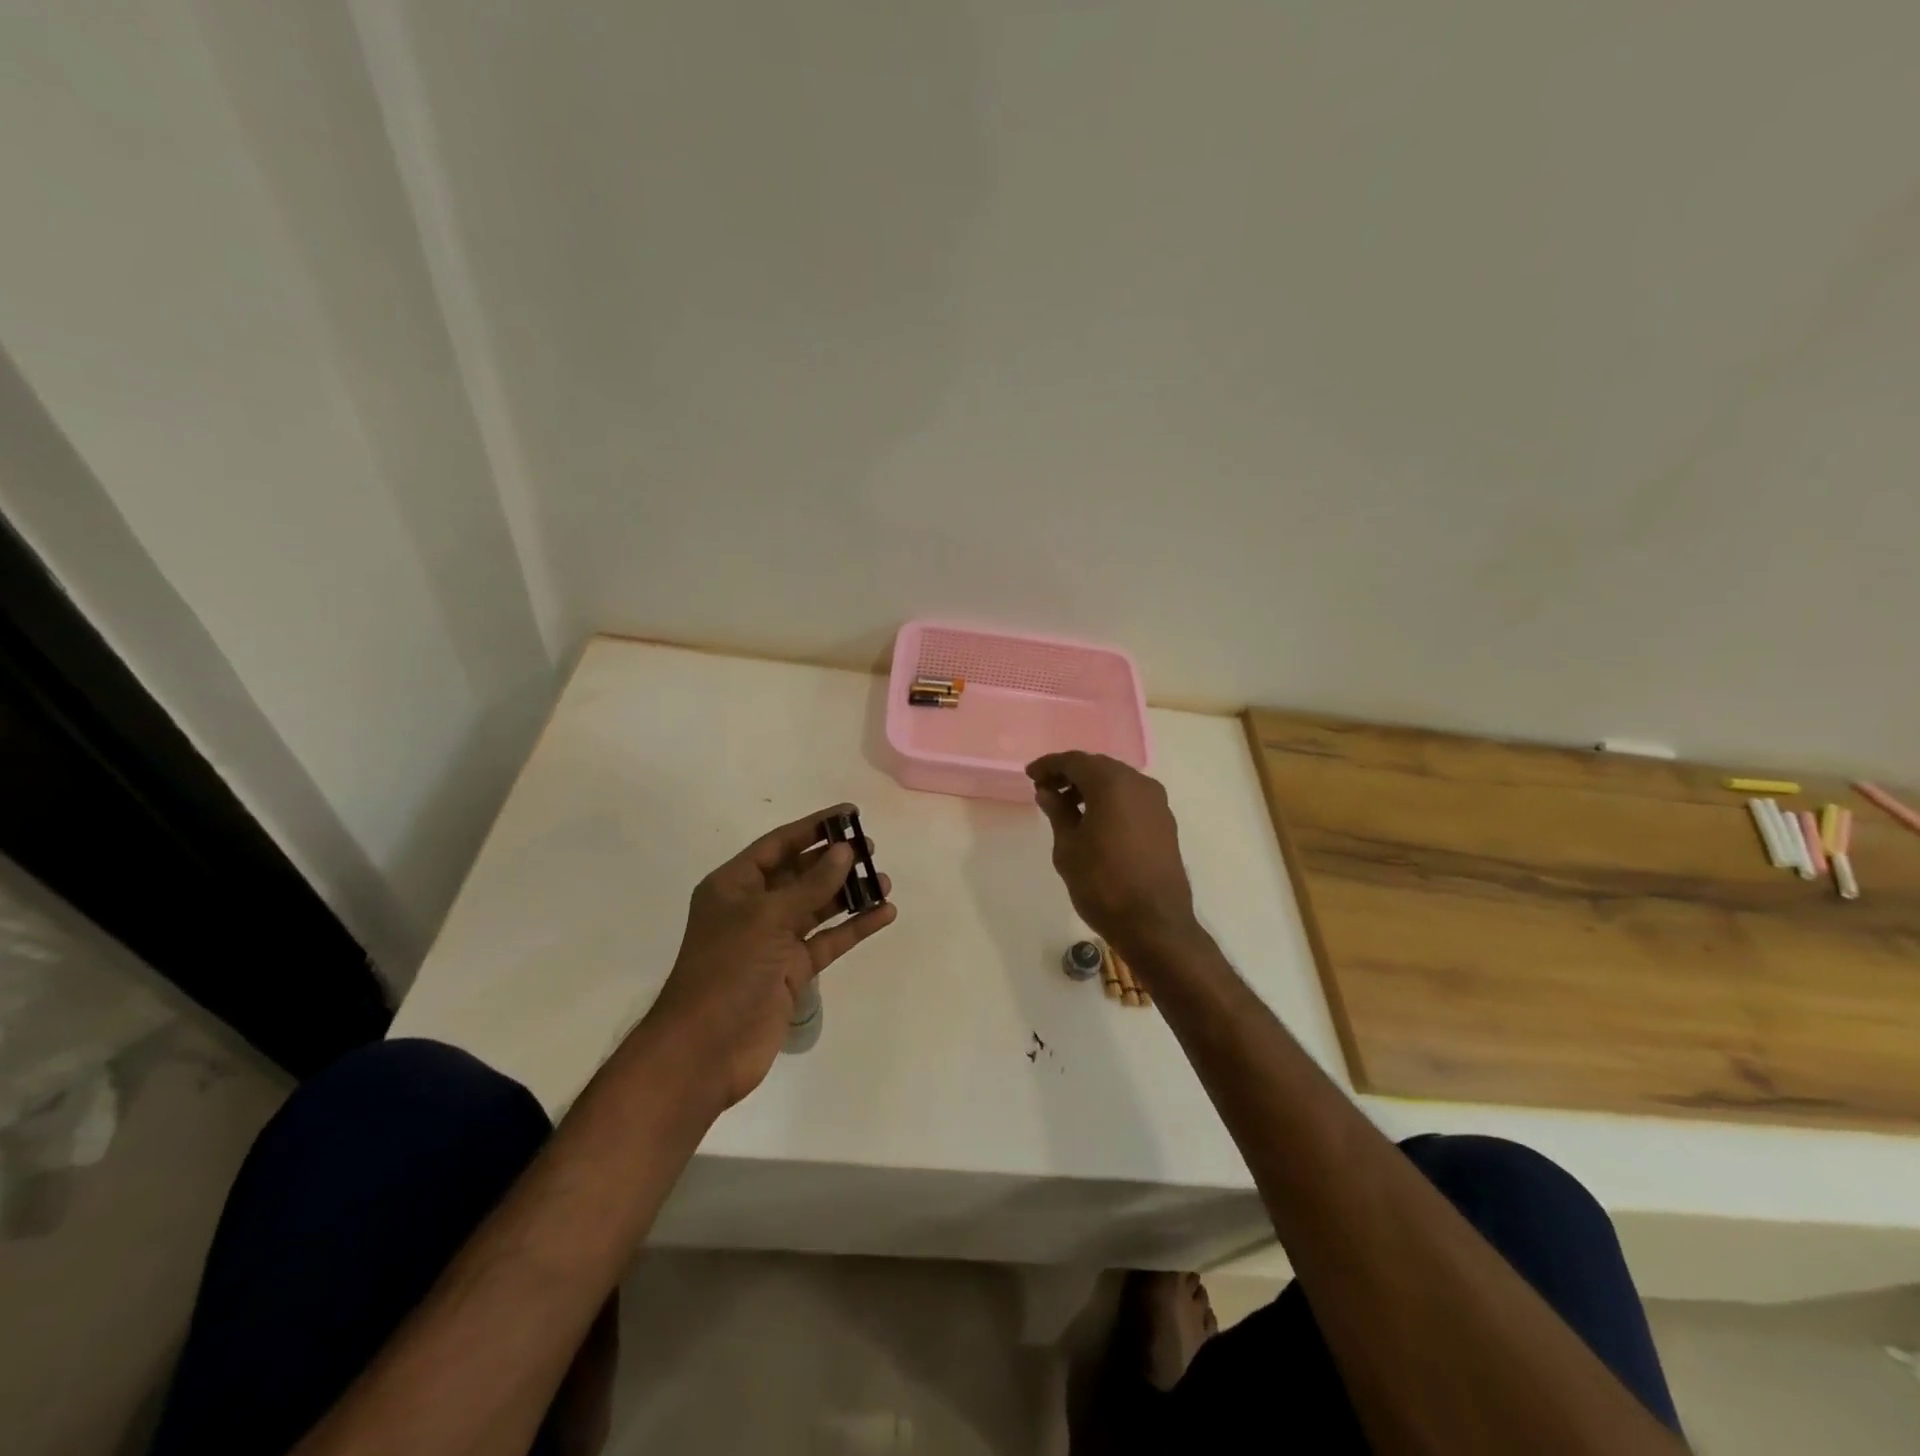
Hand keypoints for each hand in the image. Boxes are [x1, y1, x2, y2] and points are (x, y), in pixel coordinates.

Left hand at [645, 804, 895, 1108]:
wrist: (706, 1050)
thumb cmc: (728, 970)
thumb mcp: (768, 918)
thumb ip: (810, 885)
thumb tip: (843, 851)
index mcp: (734, 886)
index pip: (778, 845)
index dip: (813, 827)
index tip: (850, 814)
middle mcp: (753, 908)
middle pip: (800, 874)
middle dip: (834, 860)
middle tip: (871, 849)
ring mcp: (773, 941)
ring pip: (817, 907)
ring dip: (848, 894)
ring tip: (883, 881)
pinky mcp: (791, 971)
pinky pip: (827, 940)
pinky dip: (853, 927)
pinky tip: (883, 914)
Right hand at [1027, 752, 1198, 962]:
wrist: (1154, 923)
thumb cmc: (1102, 883)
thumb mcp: (1068, 847)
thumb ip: (1058, 812)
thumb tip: (1048, 792)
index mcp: (1113, 783)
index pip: (1075, 761)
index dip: (1049, 765)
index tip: (1030, 775)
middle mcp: (1139, 784)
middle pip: (1099, 767)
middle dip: (1071, 774)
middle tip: (1045, 789)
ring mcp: (1157, 803)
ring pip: (1118, 782)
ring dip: (1091, 787)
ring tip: (1067, 807)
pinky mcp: (1165, 823)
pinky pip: (1132, 799)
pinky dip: (1111, 801)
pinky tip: (1094, 820)